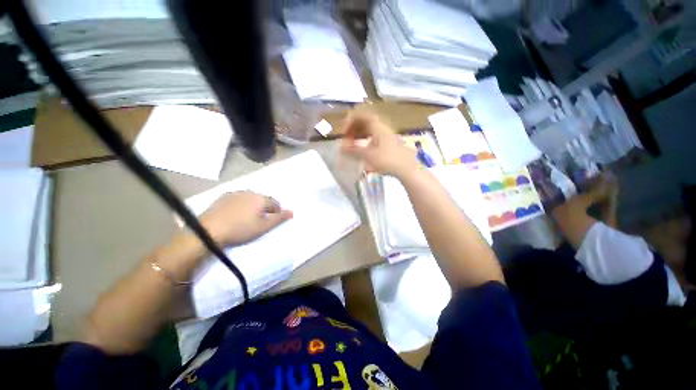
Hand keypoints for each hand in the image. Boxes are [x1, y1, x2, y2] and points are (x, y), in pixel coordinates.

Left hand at [199, 191, 292, 245]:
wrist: (209, 230)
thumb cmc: (241, 229)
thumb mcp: (263, 226)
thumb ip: (279, 218)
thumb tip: (292, 212)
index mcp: (261, 198)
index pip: (275, 202)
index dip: (277, 211)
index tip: (272, 220)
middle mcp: (250, 192)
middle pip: (263, 199)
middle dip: (265, 207)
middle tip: (260, 219)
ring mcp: (235, 193)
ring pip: (250, 197)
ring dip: (253, 204)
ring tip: (248, 216)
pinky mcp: (223, 196)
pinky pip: (238, 198)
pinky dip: (241, 203)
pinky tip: (235, 212)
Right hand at [340, 111, 419, 178]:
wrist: (407, 168)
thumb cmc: (388, 160)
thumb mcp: (369, 155)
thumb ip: (354, 150)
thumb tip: (341, 148)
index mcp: (377, 127)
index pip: (361, 115)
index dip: (350, 121)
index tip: (344, 132)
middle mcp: (382, 128)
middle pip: (364, 122)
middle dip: (353, 129)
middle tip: (347, 140)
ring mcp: (386, 135)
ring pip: (369, 130)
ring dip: (359, 135)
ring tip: (352, 146)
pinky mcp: (388, 143)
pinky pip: (373, 137)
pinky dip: (365, 141)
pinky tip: (363, 150)